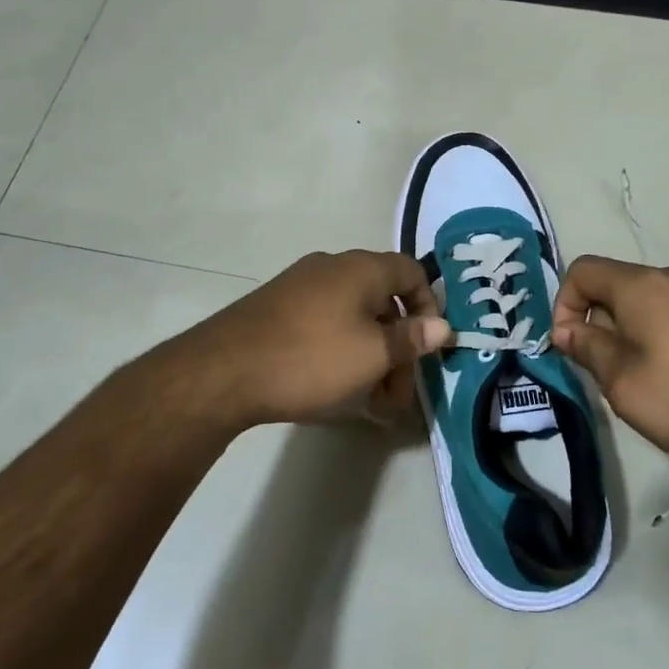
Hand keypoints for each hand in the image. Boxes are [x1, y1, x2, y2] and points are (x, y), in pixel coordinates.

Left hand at [169, 250, 451, 430]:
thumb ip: (411, 339)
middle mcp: (332, 267)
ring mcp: (300, 285)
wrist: (224, 371)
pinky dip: (341, 350)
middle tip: (397, 395)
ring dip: (371, 354)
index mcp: (361, 268)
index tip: (428, 347)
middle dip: (398, 347)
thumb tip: (444, 327)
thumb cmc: (312, 358)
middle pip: (383, 300)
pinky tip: (335, 386)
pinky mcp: (277, 308)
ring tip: (369, 401)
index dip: (429, 307)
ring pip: (354, 316)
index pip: (412, 272)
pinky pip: (325, 323)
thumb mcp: (372, 354)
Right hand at [551, 256, 668, 481]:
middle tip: (608, 374)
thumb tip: (567, 330)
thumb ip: (588, 350)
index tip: (569, 349)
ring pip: (647, 302)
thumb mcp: (625, 385)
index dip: (563, 305)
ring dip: (630, 333)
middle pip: (616, 286)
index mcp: (642, 285)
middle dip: (599, 324)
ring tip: (645, 380)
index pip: (582, 271)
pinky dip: (662, 335)